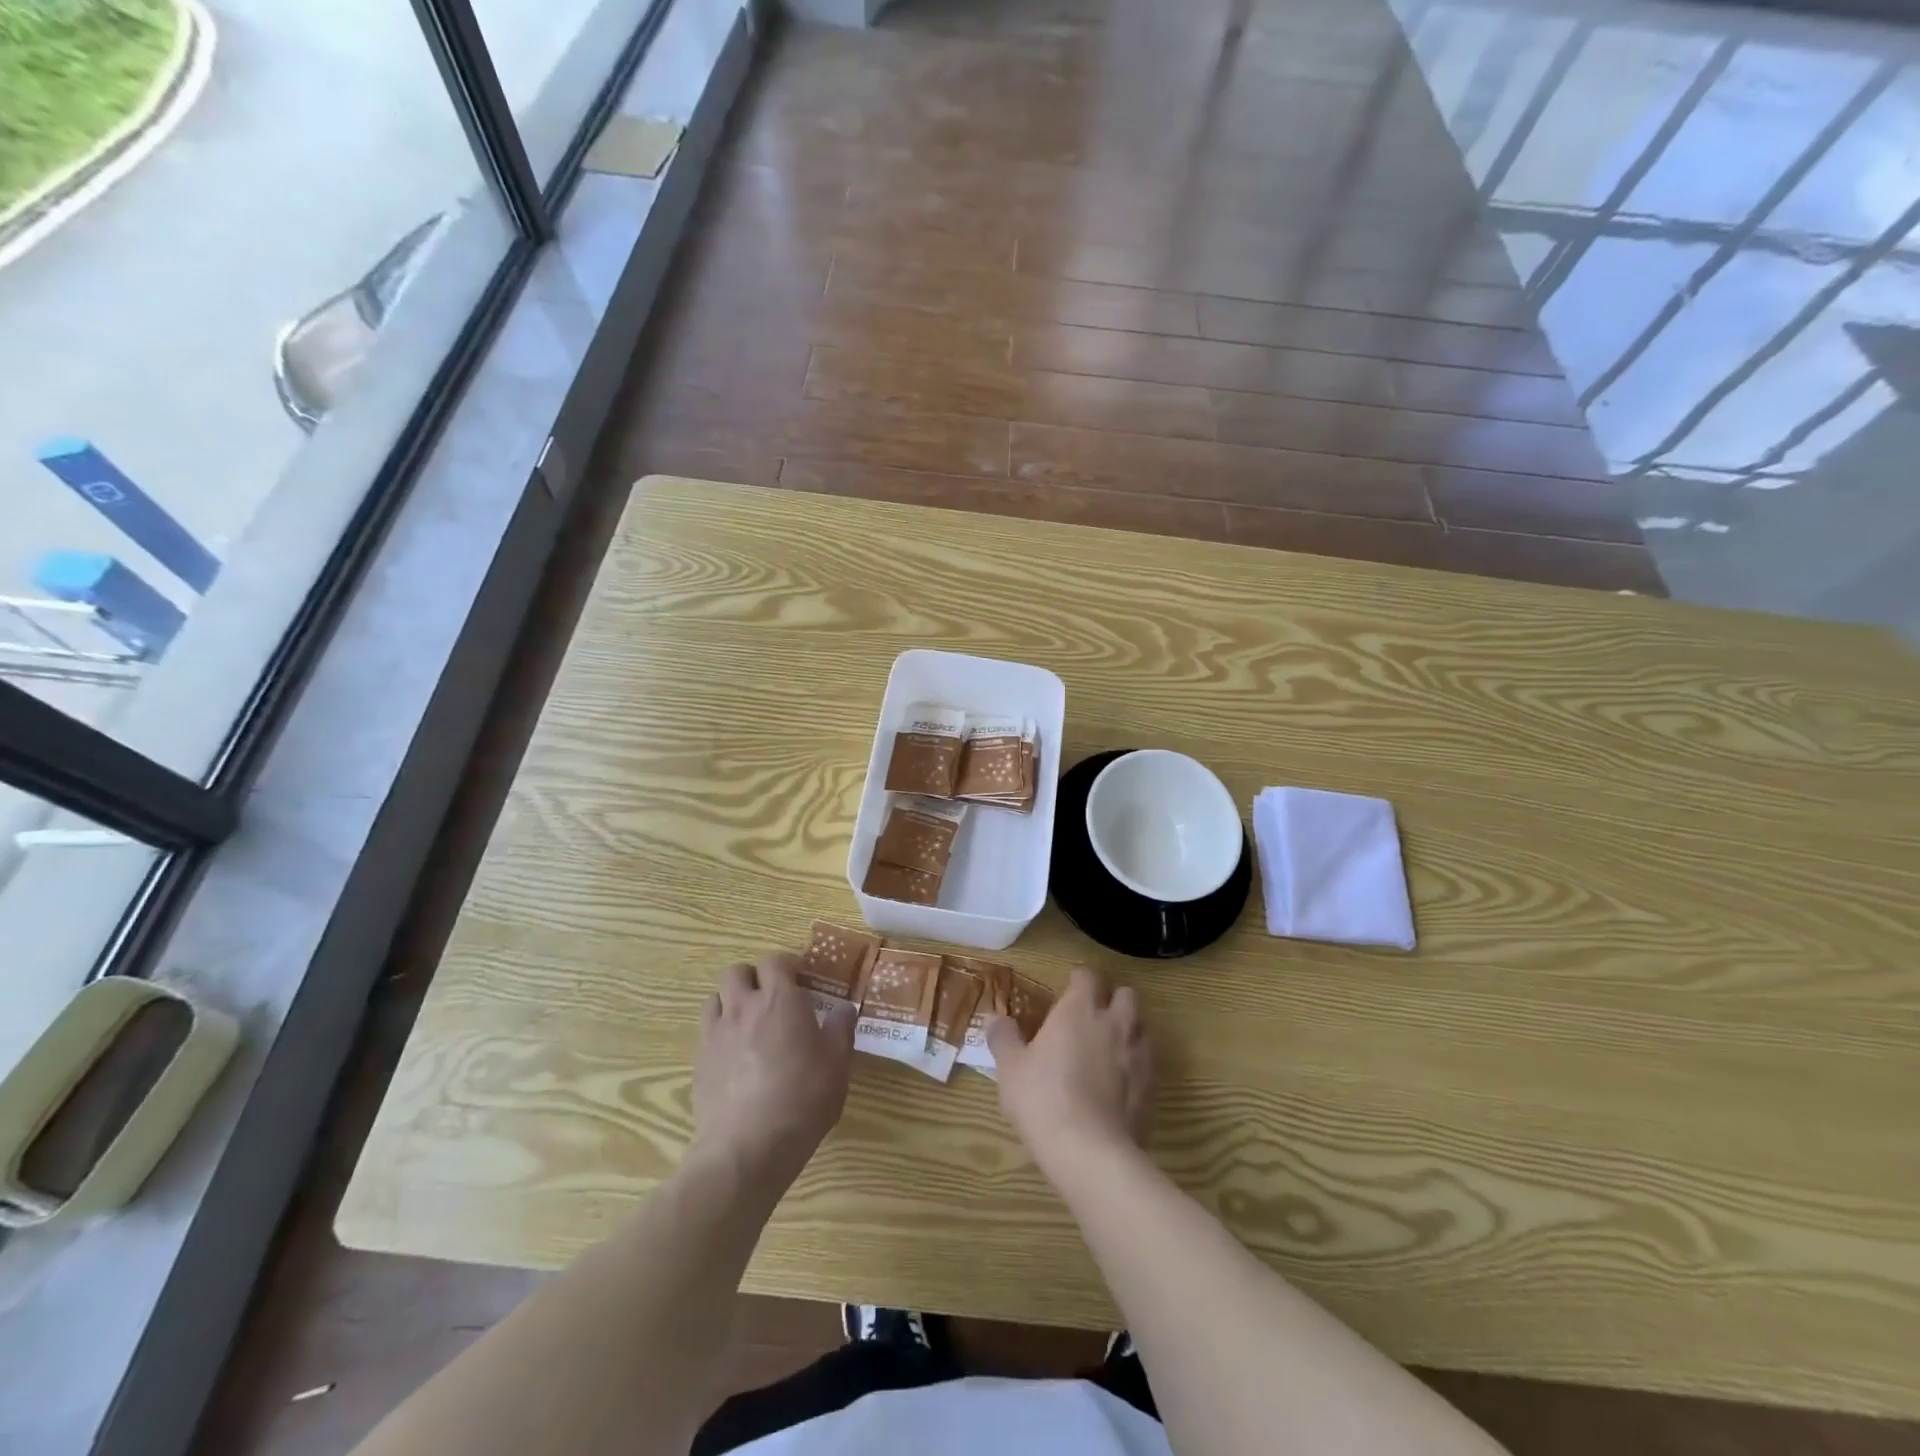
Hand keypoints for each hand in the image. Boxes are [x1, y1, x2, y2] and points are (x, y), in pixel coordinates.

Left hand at [692, 953, 854, 1186]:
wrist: (747, 1147)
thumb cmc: (802, 1098)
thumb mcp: (838, 1063)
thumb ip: (841, 1029)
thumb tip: (844, 1008)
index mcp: (779, 999)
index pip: (776, 961)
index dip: (788, 965)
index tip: (802, 980)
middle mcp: (743, 1007)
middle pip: (737, 972)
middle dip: (754, 977)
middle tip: (773, 998)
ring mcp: (715, 1034)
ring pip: (715, 998)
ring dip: (731, 1002)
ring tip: (749, 1023)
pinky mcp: (699, 1064)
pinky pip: (706, 1033)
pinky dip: (719, 1034)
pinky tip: (735, 1058)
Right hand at [987, 966, 1152, 1172]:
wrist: (1090, 1152)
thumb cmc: (1043, 1099)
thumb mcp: (1010, 1068)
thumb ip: (1004, 1038)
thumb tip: (998, 1019)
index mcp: (1079, 1009)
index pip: (1088, 975)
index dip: (1079, 978)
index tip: (1068, 987)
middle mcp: (1114, 1022)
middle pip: (1126, 993)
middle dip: (1112, 998)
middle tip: (1092, 1015)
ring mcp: (1138, 1054)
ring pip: (1141, 1026)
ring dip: (1128, 1029)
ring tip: (1108, 1047)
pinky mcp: (1152, 1085)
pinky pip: (1147, 1061)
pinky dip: (1136, 1063)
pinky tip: (1119, 1081)